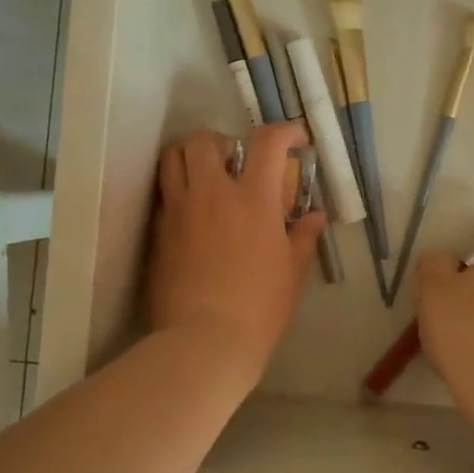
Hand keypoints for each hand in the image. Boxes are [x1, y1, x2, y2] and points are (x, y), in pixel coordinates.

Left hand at [150, 123, 324, 384]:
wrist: (204, 341)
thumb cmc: (260, 307)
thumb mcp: (293, 271)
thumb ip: (304, 236)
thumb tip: (315, 216)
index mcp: (253, 198)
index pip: (267, 142)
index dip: (284, 131)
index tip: (295, 140)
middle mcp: (212, 193)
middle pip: (204, 139)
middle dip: (223, 141)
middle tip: (237, 163)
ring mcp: (180, 210)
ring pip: (173, 158)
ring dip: (192, 158)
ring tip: (208, 180)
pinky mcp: (159, 232)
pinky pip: (165, 194)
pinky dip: (179, 191)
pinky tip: (194, 216)